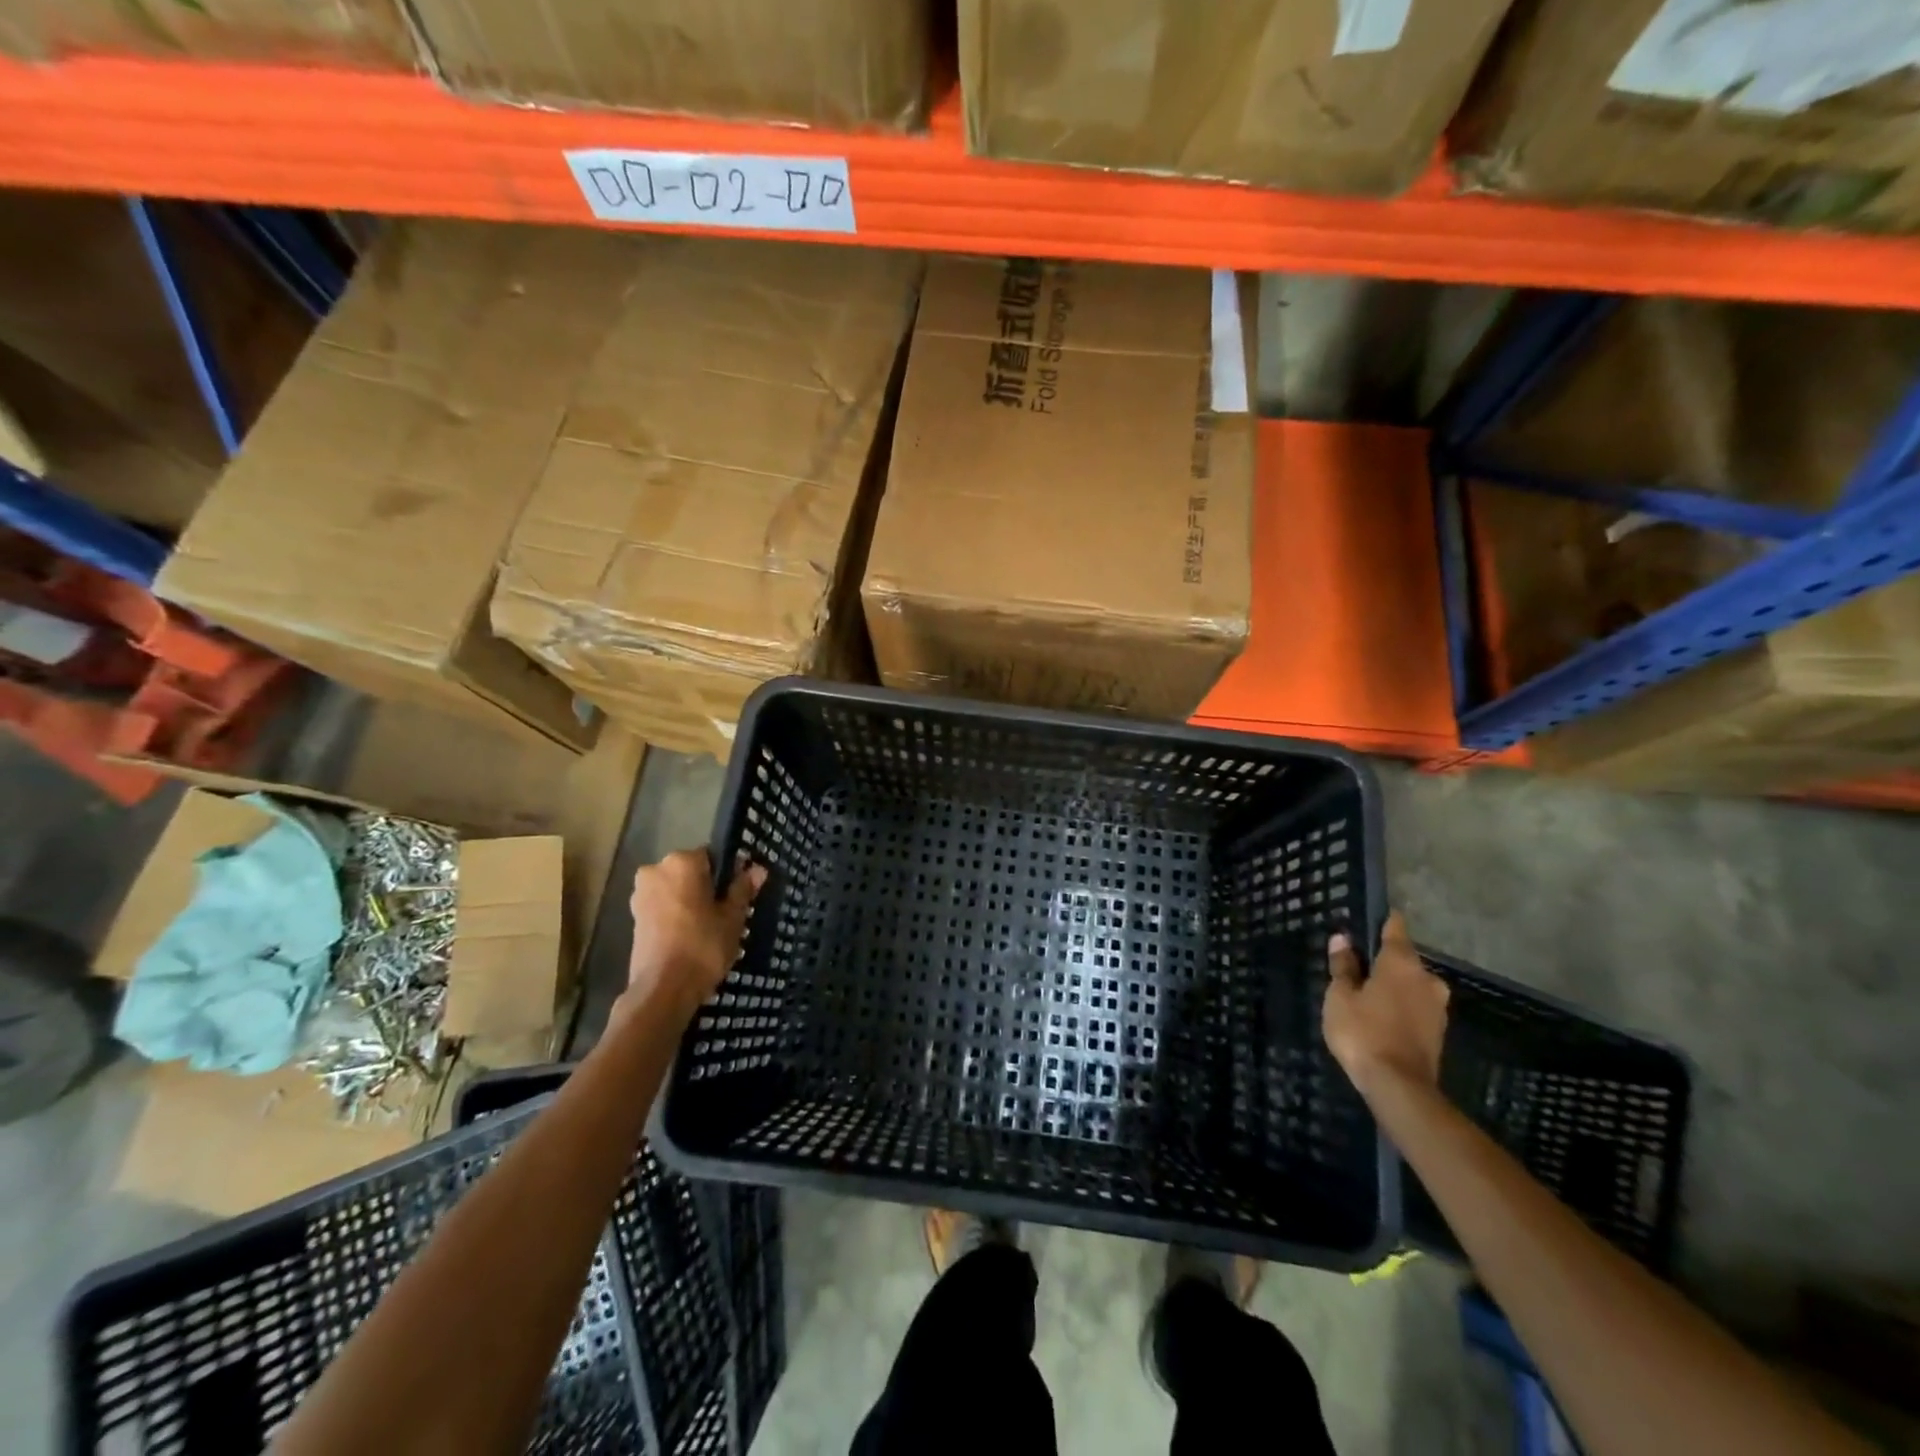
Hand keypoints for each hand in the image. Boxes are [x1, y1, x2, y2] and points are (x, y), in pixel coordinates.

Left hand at [623, 850, 766, 1022]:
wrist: (662, 990)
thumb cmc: (703, 946)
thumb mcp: (732, 918)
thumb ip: (742, 889)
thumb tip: (758, 869)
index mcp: (682, 862)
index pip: (713, 856)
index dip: (730, 873)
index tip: (740, 893)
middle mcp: (656, 870)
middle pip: (692, 872)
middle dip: (708, 887)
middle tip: (727, 913)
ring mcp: (641, 894)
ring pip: (677, 889)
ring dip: (692, 901)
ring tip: (710, 928)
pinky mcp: (634, 917)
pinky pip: (663, 906)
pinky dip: (677, 915)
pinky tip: (691, 936)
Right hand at [1323, 912, 1449, 1097]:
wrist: (1400, 1088)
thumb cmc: (1363, 1033)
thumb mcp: (1340, 997)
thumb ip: (1343, 966)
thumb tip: (1342, 939)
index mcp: (1402, 963)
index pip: (1395, 928)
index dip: (1382, 921)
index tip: (1368, 919)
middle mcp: (1427, 978)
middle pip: (1404, 959)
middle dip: (1383, 961)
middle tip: (1357, 967)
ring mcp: (1438, 1006)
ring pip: (1411, 984)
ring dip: (1393, 986)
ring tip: (1366, 994)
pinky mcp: (1439, 1031)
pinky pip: (1417, 1006)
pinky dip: (1401, 1006)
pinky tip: (1381, 1017)